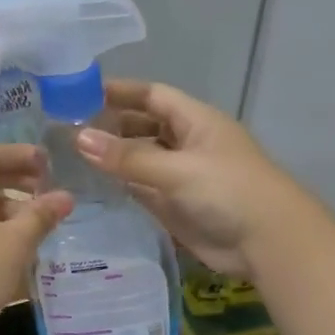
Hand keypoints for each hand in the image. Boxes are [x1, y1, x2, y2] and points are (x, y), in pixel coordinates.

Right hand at [75, 80, 305, 279]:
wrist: (267, 242)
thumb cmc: (228, 192)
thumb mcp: (177, 169)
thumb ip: (128, 157)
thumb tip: (79, 139)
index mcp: (196, 121)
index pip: (152, 96)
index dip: (120, 92)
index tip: (80, 93)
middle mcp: (187, 144)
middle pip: (144, 126)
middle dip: (112, 125)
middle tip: (67, 129)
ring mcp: (181, 176)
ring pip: (141, 159)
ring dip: (113, 157)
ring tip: (71, 156)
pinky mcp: (176, 207)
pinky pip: (143, 189)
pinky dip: (121, 186)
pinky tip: (93, 186)